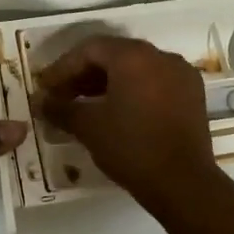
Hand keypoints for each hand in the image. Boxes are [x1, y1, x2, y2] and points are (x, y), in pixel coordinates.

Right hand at [33, 36, 220, 208]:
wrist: (183, 184)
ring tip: (85, 104)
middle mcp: (160, 56)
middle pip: (113, 55)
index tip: (46, 88)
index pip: (89, 49)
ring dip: (108, 82)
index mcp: (133, 56)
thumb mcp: (88, 127)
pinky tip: (117, 112)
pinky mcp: (192, 95)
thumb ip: (60, 108)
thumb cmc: (131, 147)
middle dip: (84, 73)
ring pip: (135, 68)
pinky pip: (155, 82)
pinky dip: (132, 90)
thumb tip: (40, 101)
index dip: (63, 67)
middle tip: (62, 95)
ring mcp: (181, 74)